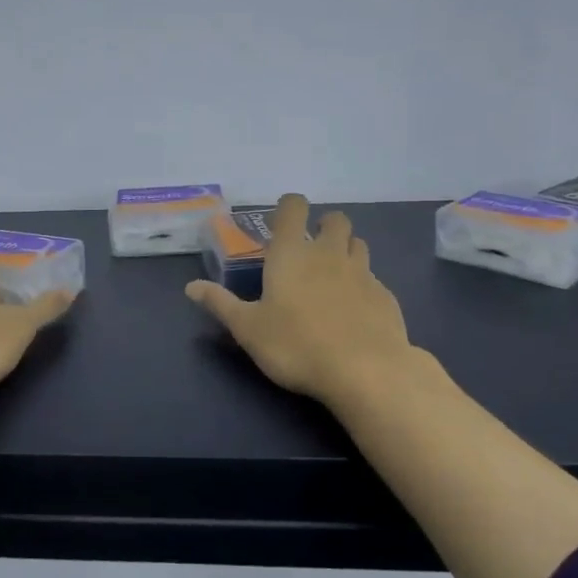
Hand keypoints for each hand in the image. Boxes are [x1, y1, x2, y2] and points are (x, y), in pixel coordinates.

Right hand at [185, 194, 413, 409]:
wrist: (365, 371)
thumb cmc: (296, 345)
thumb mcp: (248, 329)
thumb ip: (220, 304)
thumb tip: (191, 287)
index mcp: (292, 254)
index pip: (293, 207)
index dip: (289, 206)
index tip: (282, 220)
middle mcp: (329, 254)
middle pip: (335, 220)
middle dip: (324, 226)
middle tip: (311, 248)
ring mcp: (363, 273)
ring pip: (358, 245)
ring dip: (346, 250)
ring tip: (334, 275)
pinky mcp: (385, 296)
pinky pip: (373, 278)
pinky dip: (363, 285)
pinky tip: (355, 310)